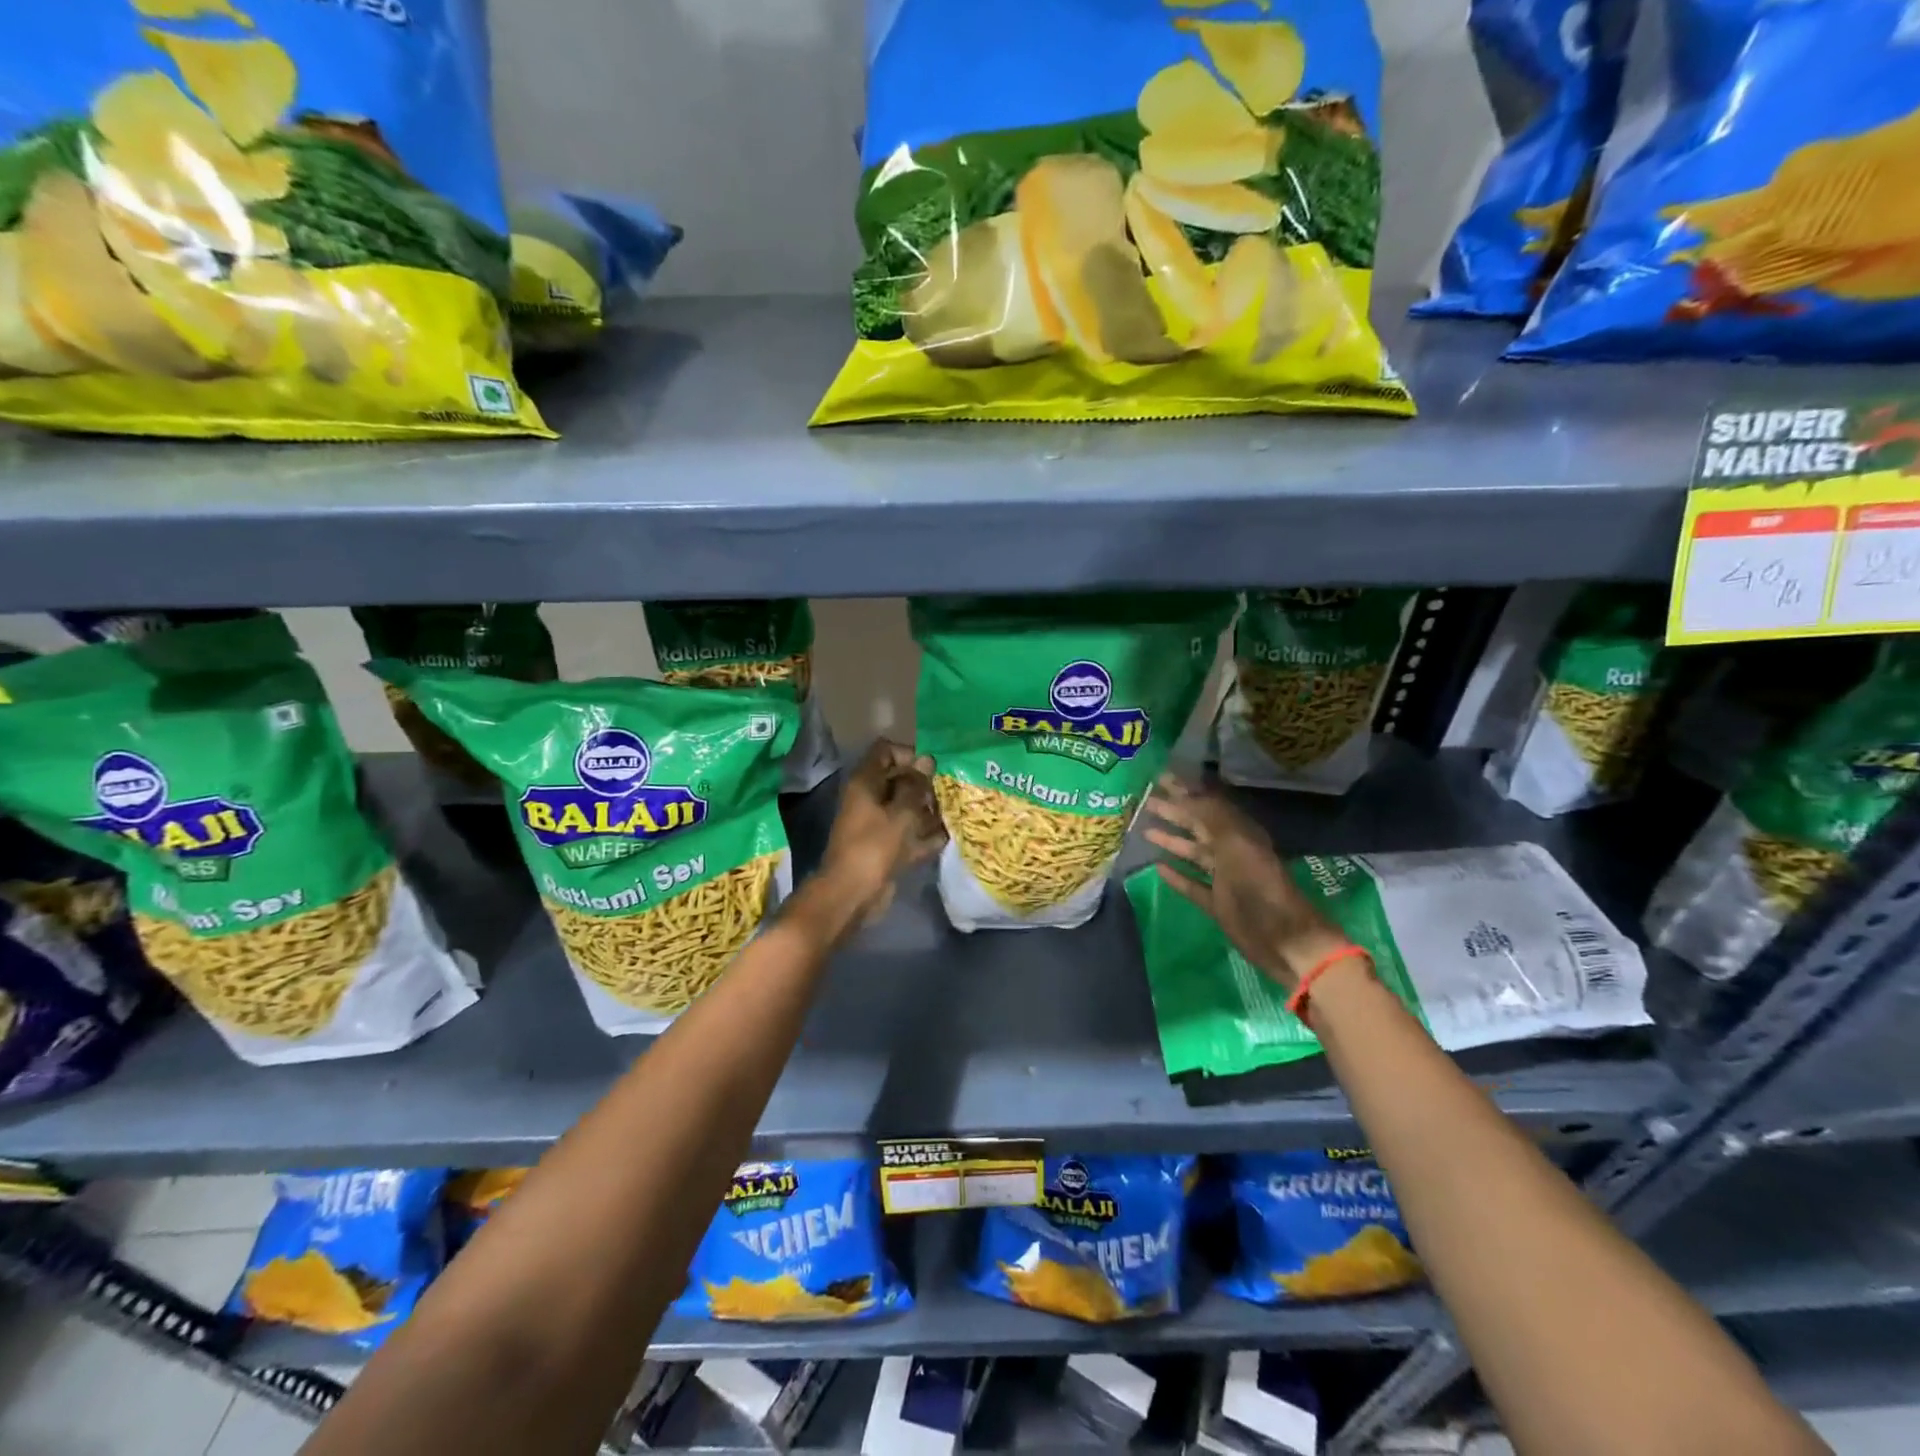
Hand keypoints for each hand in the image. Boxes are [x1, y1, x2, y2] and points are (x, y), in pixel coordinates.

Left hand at [819, 739, 945, 922]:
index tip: (931, 768)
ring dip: (928, 811)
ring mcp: (877, 824)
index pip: (886, 751)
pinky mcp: (886, 848)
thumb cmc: (875, 846)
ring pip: (906, 809)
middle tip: (949, 792)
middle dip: (925, 785)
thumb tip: (927, 760)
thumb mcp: (901, 812)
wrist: (853, 894)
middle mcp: (869, 799)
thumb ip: (916, 786)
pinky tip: (947, 837)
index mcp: (865, 782)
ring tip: (954, 812)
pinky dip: (925, 836)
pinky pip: (908, 834)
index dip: (909, 754)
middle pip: (899, 780)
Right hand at [1141, 774, 1352, 991]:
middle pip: (1198, 827)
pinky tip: (1158, 868)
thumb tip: (1184, 792)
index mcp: (1239, 834)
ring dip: (1172, 841)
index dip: (1185, 790)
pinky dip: (1177, 876)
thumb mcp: (1236, 843)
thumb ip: (1211, 816)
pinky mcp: (1218, 904)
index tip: (1160, 777)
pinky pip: (1193, 884)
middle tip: (1146, 800)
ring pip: (1193, 854)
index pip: (1207, 804)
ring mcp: (1224, 879)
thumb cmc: (1260, 887)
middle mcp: (1231, 852)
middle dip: (1174, 812)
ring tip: (1145, 830)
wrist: (1284, 939)